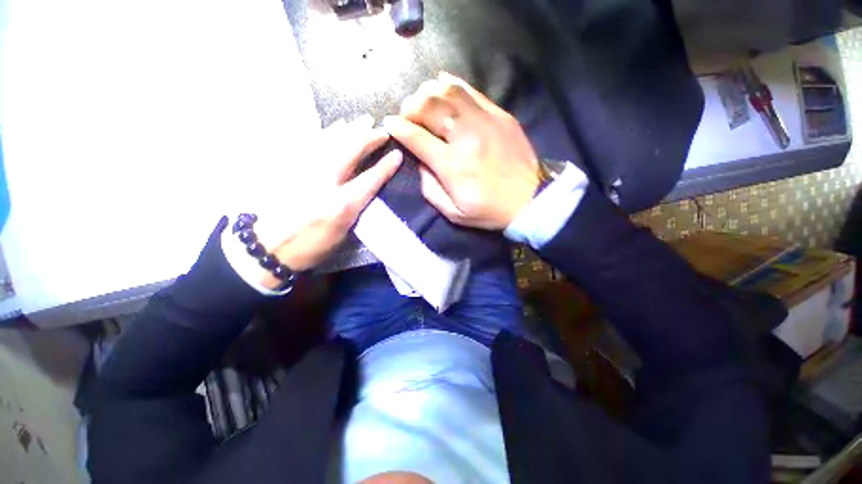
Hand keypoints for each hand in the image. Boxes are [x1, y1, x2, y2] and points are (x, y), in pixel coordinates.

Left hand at [255, 117, 401, 287]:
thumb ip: (356, 208)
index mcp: (341, 204)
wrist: (267, 246)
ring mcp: (305, 170)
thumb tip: (367, 189)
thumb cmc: (310, 246)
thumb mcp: (342, 233)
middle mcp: (325, 182)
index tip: (397, 154)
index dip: (386, 166)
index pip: (370, 179)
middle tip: (382, 131)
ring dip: (350, 129)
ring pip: (332, 140)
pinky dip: (327, 131)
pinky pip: (312, 140)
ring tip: (363, 120)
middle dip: (369, 138)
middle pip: (351, 151)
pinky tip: (335, 126)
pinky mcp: (289, 166)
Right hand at [384, 72, 540, 229]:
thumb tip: (420, 163)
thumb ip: (430, 189)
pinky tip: (443, 86)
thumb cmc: (489, 211)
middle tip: (407, 114)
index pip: (416, 137)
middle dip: (410, 106)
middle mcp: (466, 137)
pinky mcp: (500, 115)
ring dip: (429, 93)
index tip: (389, 124)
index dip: (398, 127)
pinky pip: (471, 90)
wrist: (531, 200)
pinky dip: (452, 85)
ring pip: (448, 91)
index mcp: (452, 165)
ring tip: (423, 101)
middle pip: (429, 107)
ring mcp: (485, 121)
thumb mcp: (453, 213)